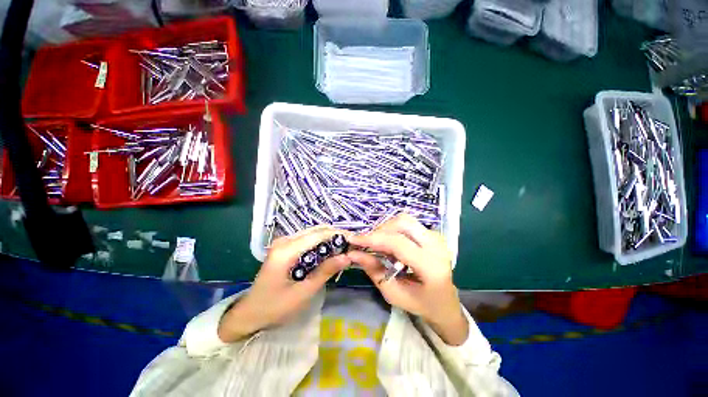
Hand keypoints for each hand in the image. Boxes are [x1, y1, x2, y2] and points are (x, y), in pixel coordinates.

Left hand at [218, 226, 351, 342]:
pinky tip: (329, 251)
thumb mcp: (303, 292)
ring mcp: (283, 243)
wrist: (249, 313)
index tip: (354, 239)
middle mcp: (284, 241)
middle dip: (334, 235)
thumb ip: (325, 272)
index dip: (337, 234)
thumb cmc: (274, 307)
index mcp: (286, 250)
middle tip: (351, 244)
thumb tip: (347, 257)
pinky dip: (320, 243)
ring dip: (328, 239)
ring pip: (312, 234)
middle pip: (315, 231)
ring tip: (343, 248)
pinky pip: (307, 240)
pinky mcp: (285, 248)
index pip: (318, 234)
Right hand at [347, 214, 468, 344]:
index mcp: (431, 266)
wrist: (446, 302)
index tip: (353, 240)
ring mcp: (437, 237)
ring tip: (378, 244)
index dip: (373, 239)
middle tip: (368, 244)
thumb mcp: (394, 294)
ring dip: (386, 228)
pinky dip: (393, 230)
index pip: (398, 243)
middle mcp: (437, 246)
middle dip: (380, 230)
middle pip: (402, 223)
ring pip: (404, 220)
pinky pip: (408, 224)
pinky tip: (390, 243)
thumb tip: (353, 253)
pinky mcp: (433, 233)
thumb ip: (374, 271)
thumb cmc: (421, 303)